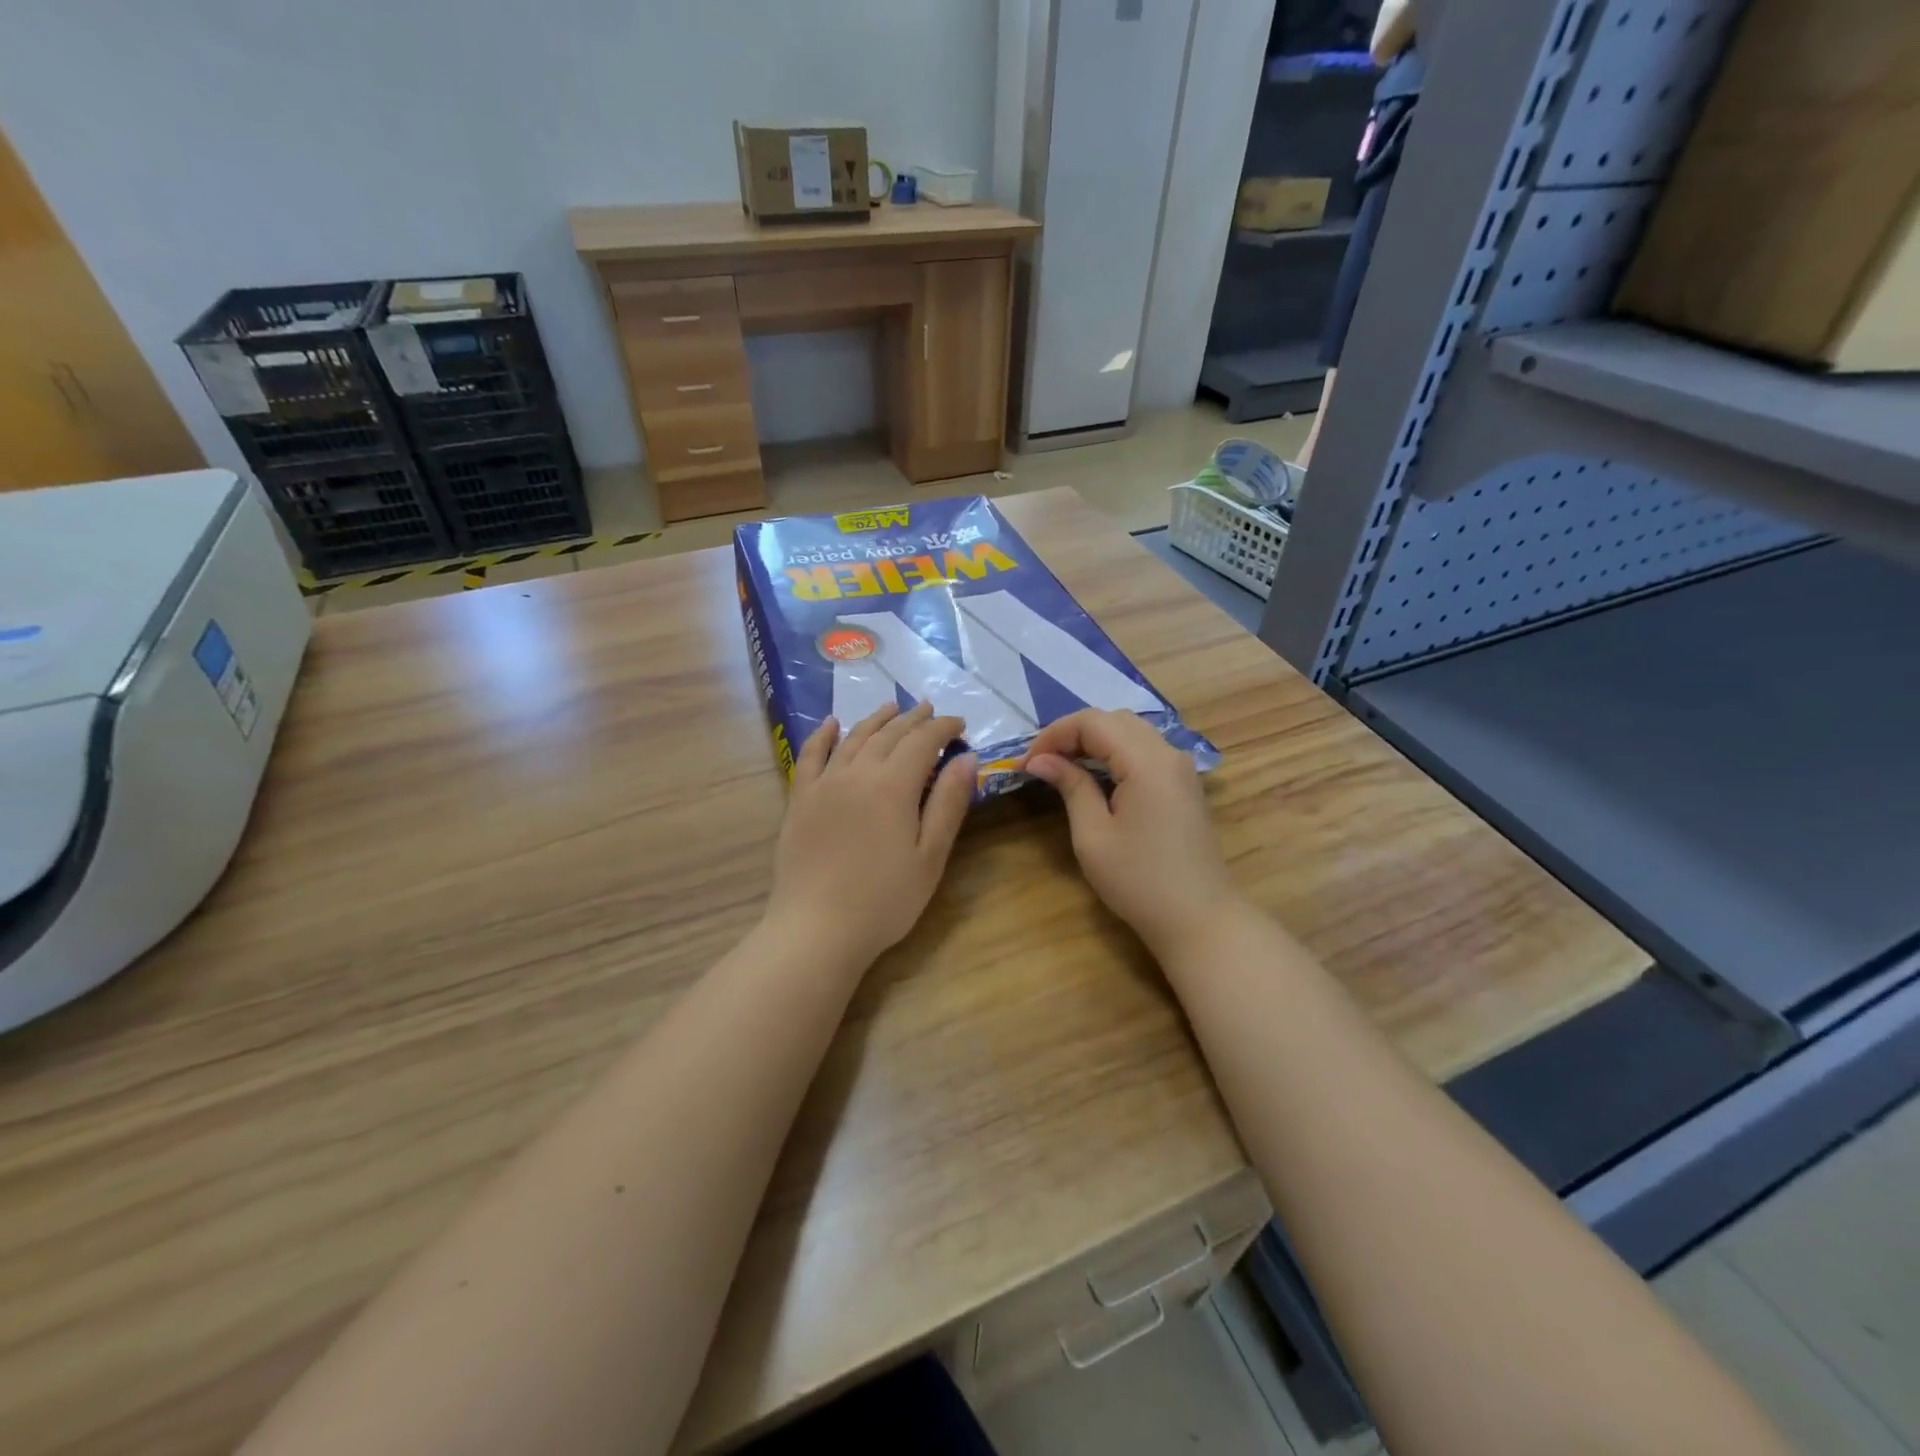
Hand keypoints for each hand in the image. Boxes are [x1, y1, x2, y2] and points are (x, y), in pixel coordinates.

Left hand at [766, 701, 976, 967]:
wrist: (816, 928)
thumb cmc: (884, 900)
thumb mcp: (930, 856)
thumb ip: (948, 803)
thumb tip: (966, 757)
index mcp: (893, 785)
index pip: (923, 741)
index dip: (943, 728)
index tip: (960, 725)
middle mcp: (857, 773)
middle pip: (889, 734)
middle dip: (913, 719)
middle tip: (930, 710)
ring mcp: (824, 783)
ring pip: (854, 738)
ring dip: (876, 719)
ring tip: (892, 707)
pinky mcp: (800, 799)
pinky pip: (811, 755)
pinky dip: (823, 735)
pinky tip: (832, 723)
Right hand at [1021, 710, 1239, 956]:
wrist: (1199, 918)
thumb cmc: (1139, 881)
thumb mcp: (1093, 835)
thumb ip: (1070, 787)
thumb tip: (1040, 760)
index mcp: (1146, 761)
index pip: (1092, 722)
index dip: (1054, 734)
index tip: (1027, 763)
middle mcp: (1168, 752)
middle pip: (1113, 720)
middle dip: (1072, 733)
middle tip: (1042, 763)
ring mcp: (1180, 767)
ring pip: (1131, 731)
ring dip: (1094, 740)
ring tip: (1062, 766)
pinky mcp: (1183, 783)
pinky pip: (1145, 749)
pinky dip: (1115, 752)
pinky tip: (1096, 776)